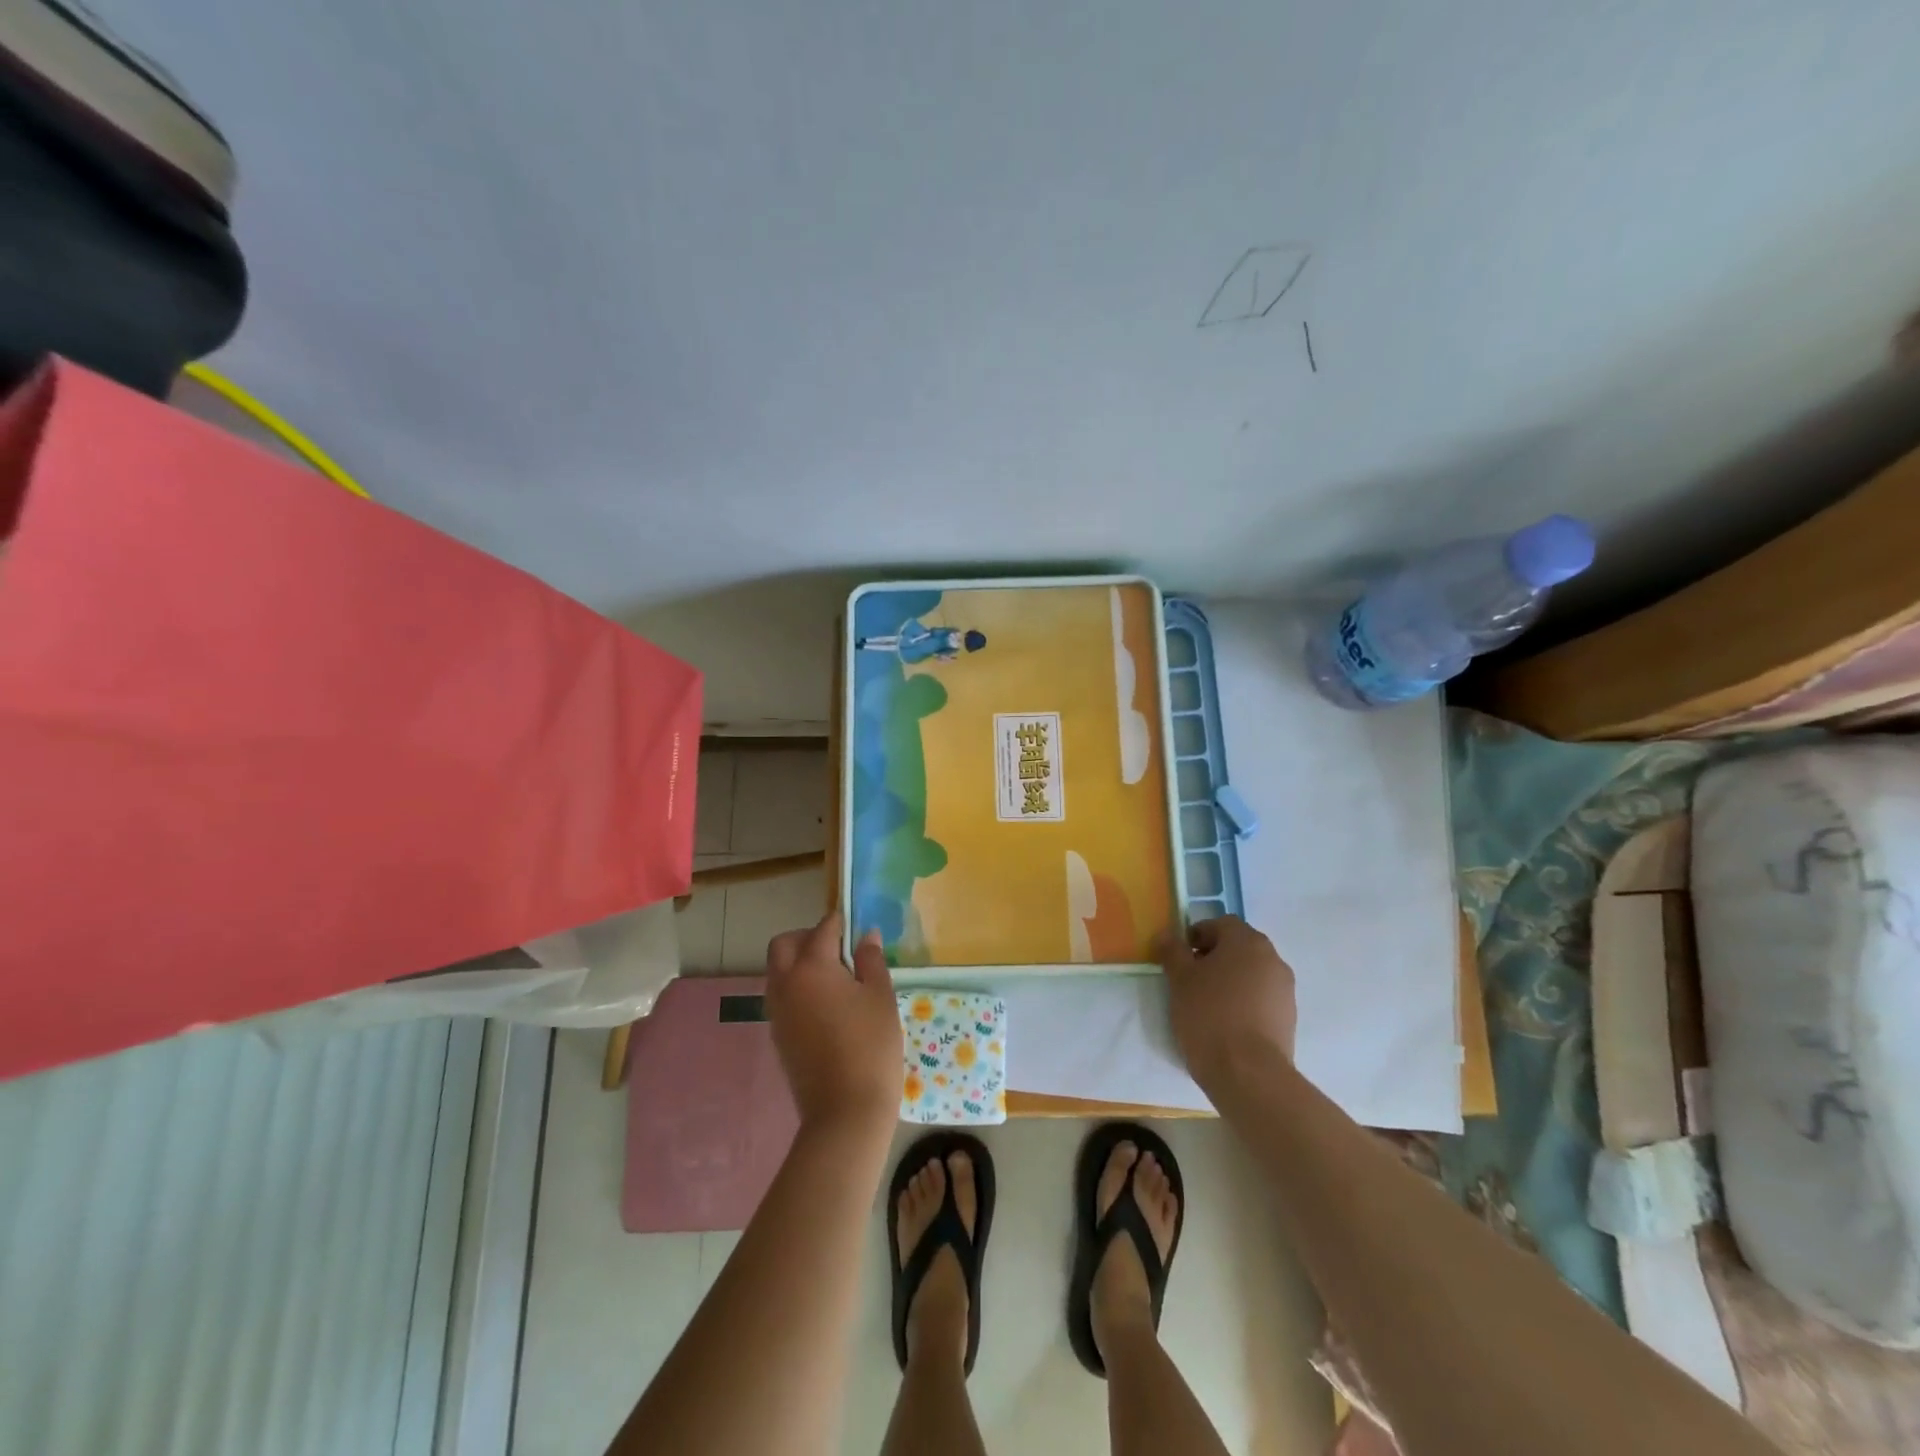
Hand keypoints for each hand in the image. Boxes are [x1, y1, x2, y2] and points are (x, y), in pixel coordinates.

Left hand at [765, 912, 901, 1137]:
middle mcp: (786, 983)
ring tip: (835, 979)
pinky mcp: (777, 1035)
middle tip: (839, 949)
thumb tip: (865, 936)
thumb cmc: (871, 1046)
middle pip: (784, 944)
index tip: (856, 926)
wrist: (845, 1111)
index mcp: (811, 967)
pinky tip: (826, 1005)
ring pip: (778, 970)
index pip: (823, 929)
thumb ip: (871, 960)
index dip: (841, 922)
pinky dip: (797, 988)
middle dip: (807, 937)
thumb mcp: (880, 996)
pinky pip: (781, 996)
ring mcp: (777, 1011)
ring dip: (799, 963)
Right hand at [1159, 915, 1297, 1091]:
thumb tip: (1167, 935)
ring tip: (1207, 1004)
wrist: (1249, 1073)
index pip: (1220, 924)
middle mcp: (1272, 959)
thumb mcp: (1179, 979)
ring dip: (1231, 980)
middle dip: (1214, 957)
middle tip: (1191, 979)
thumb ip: (1172, 951)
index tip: (1180, 957)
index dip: (1197, 935)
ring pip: (1251, 973)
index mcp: (1247, 942)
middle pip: (1239, 947)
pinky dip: (1244, 1002)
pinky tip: (1226, 1024)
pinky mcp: (1289, 1018)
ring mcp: (1285, 990)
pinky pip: (1261, 998)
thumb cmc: (1209, 1015)